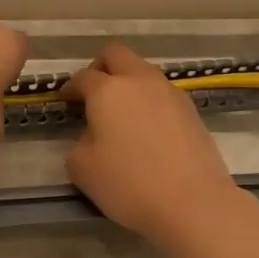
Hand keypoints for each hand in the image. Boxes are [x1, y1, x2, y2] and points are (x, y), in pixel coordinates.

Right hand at [63, 42, 246, 245]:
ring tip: (120, 115)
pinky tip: (146, 130)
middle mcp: (140, 81)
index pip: (83, 76)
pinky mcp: (191, 110)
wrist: (193, 202)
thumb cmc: (129, 184)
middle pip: (116, 54)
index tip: (65, 101)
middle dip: (100, 68)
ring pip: (143, 71)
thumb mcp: (82, 169)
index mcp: (108, 91)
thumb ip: (79, 143)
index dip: (70, 87)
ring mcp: (170, 93)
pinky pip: (162, 93)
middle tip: (92, 94)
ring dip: (128, 83)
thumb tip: (92, 136)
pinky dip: (148, 101)